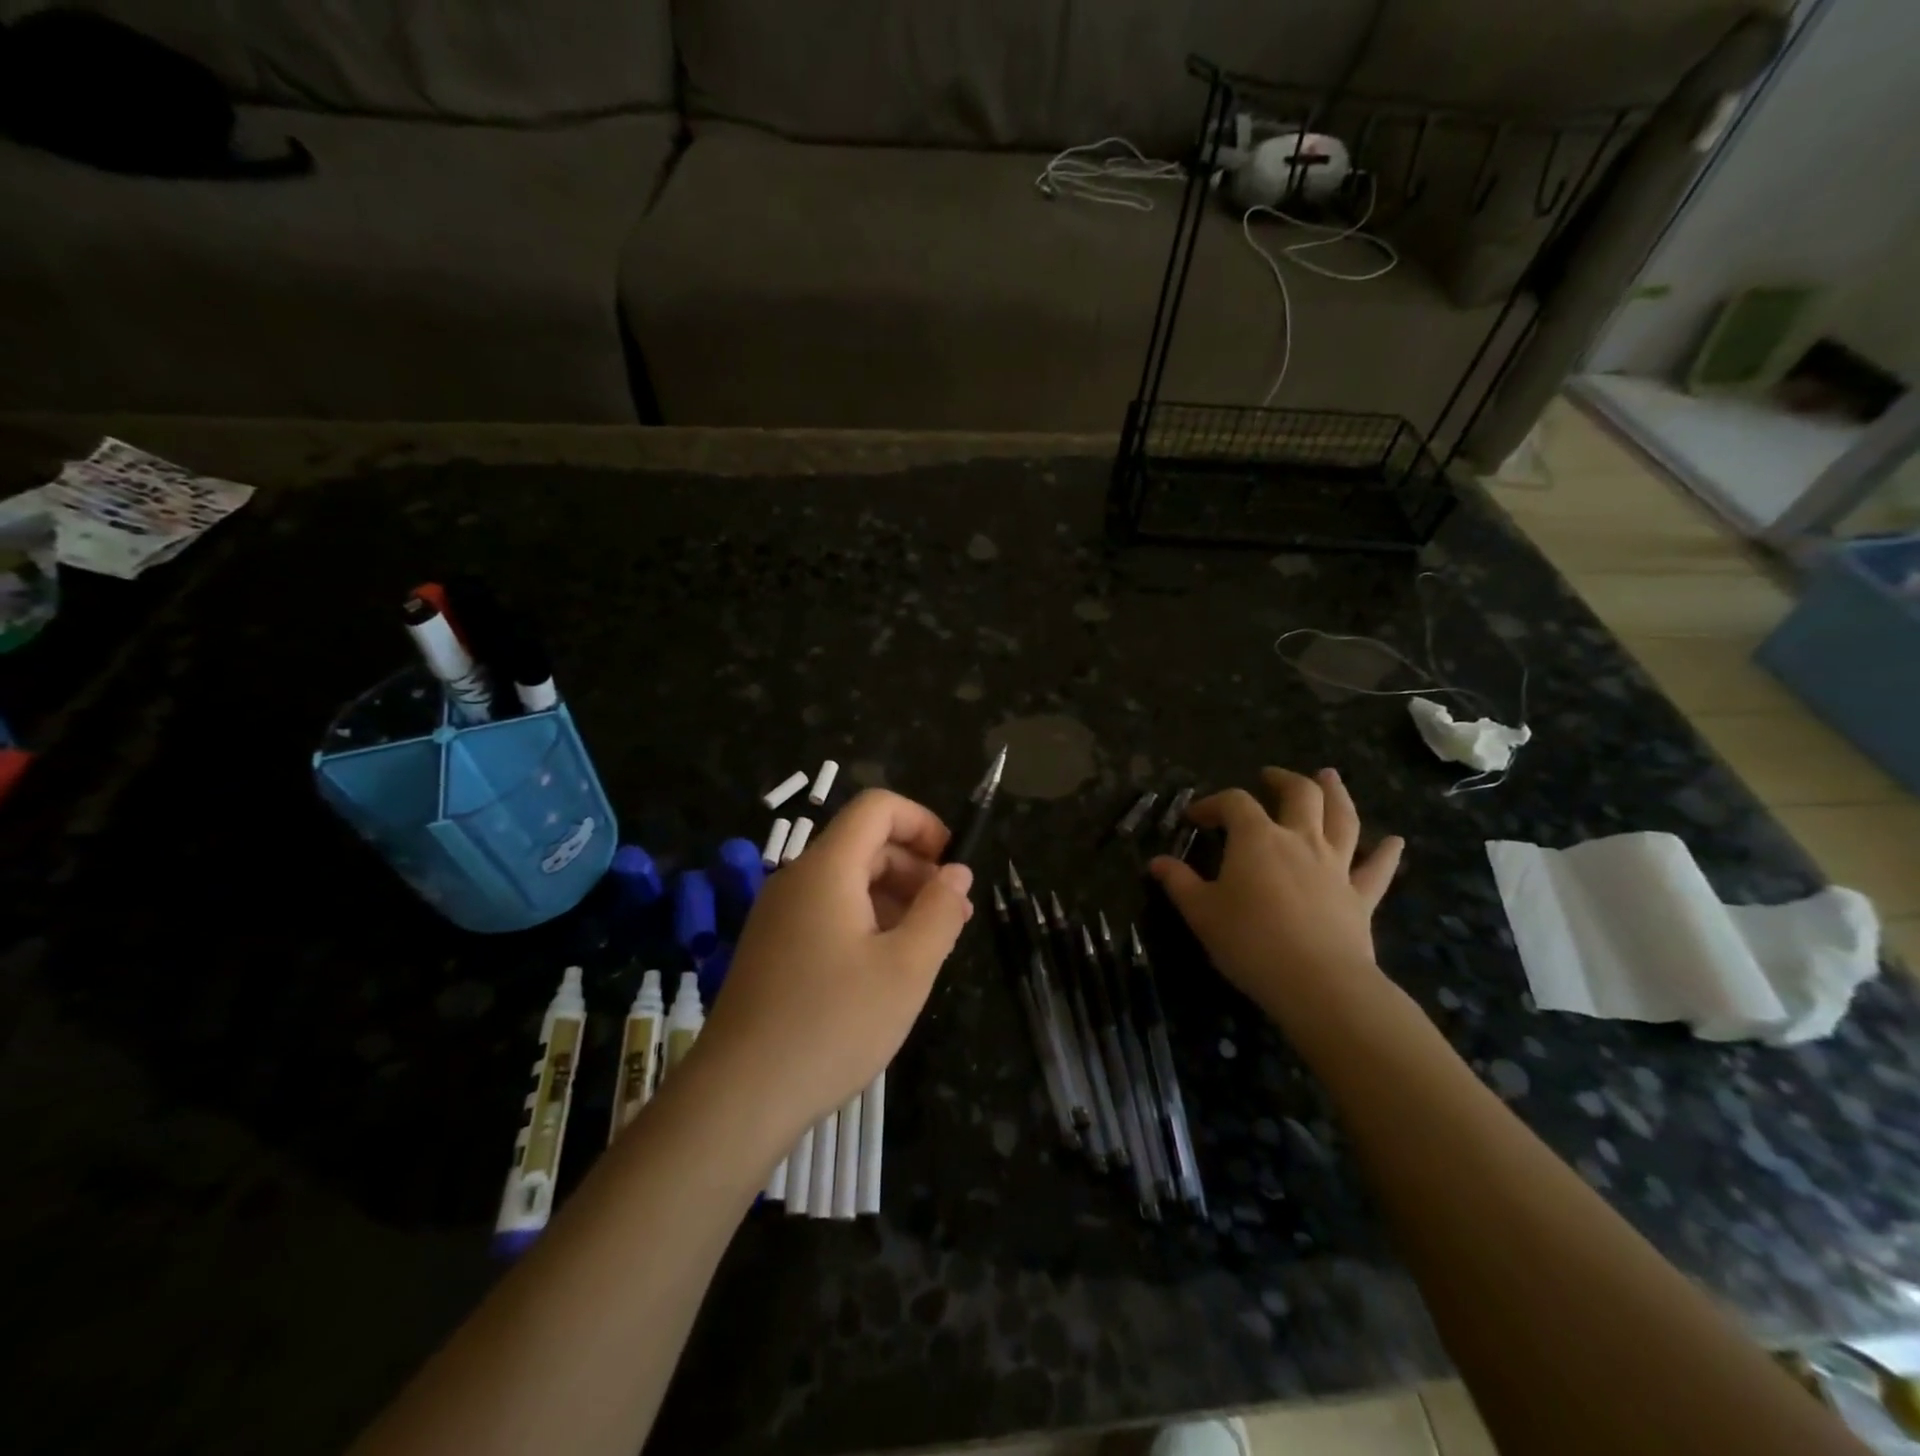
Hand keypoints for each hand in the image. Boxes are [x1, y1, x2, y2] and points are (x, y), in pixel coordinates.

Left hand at [691, 790, 974, 1149]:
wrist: (739, 1096)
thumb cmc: (832, 1025)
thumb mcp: (906, 968)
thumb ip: (939, 911)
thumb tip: (956, 872)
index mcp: (827, 869)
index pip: (877, 807)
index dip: (923, 822)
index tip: (952, 866)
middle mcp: (797, 879)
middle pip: (865, 844)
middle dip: (916, 869)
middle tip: (953, 917)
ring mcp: (779, 915)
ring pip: (848, 882)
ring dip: (894, 899)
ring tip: (929, 946)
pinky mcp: (772, 948)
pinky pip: (828, 913)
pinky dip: (866, 922)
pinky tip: (886, 968)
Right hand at [1149, 768, 1402, 1025]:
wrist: (1316, 982)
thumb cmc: (1249, 941)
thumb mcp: (1201, 913)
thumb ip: (1178, 883)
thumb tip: (1155, 862)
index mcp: (1257, 839)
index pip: (1234, 803)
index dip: (1213, 803)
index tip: (1195, 818)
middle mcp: (1300, 840)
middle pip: (1300, 794)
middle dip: (1283, 780)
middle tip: (1270, 776)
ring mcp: (1336, 866)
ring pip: (1343, 818)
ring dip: (1337, 793)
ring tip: (1330, 777)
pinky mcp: (1360, 897)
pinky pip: (1377, 869)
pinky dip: (1386, 853)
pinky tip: (1395, 841)